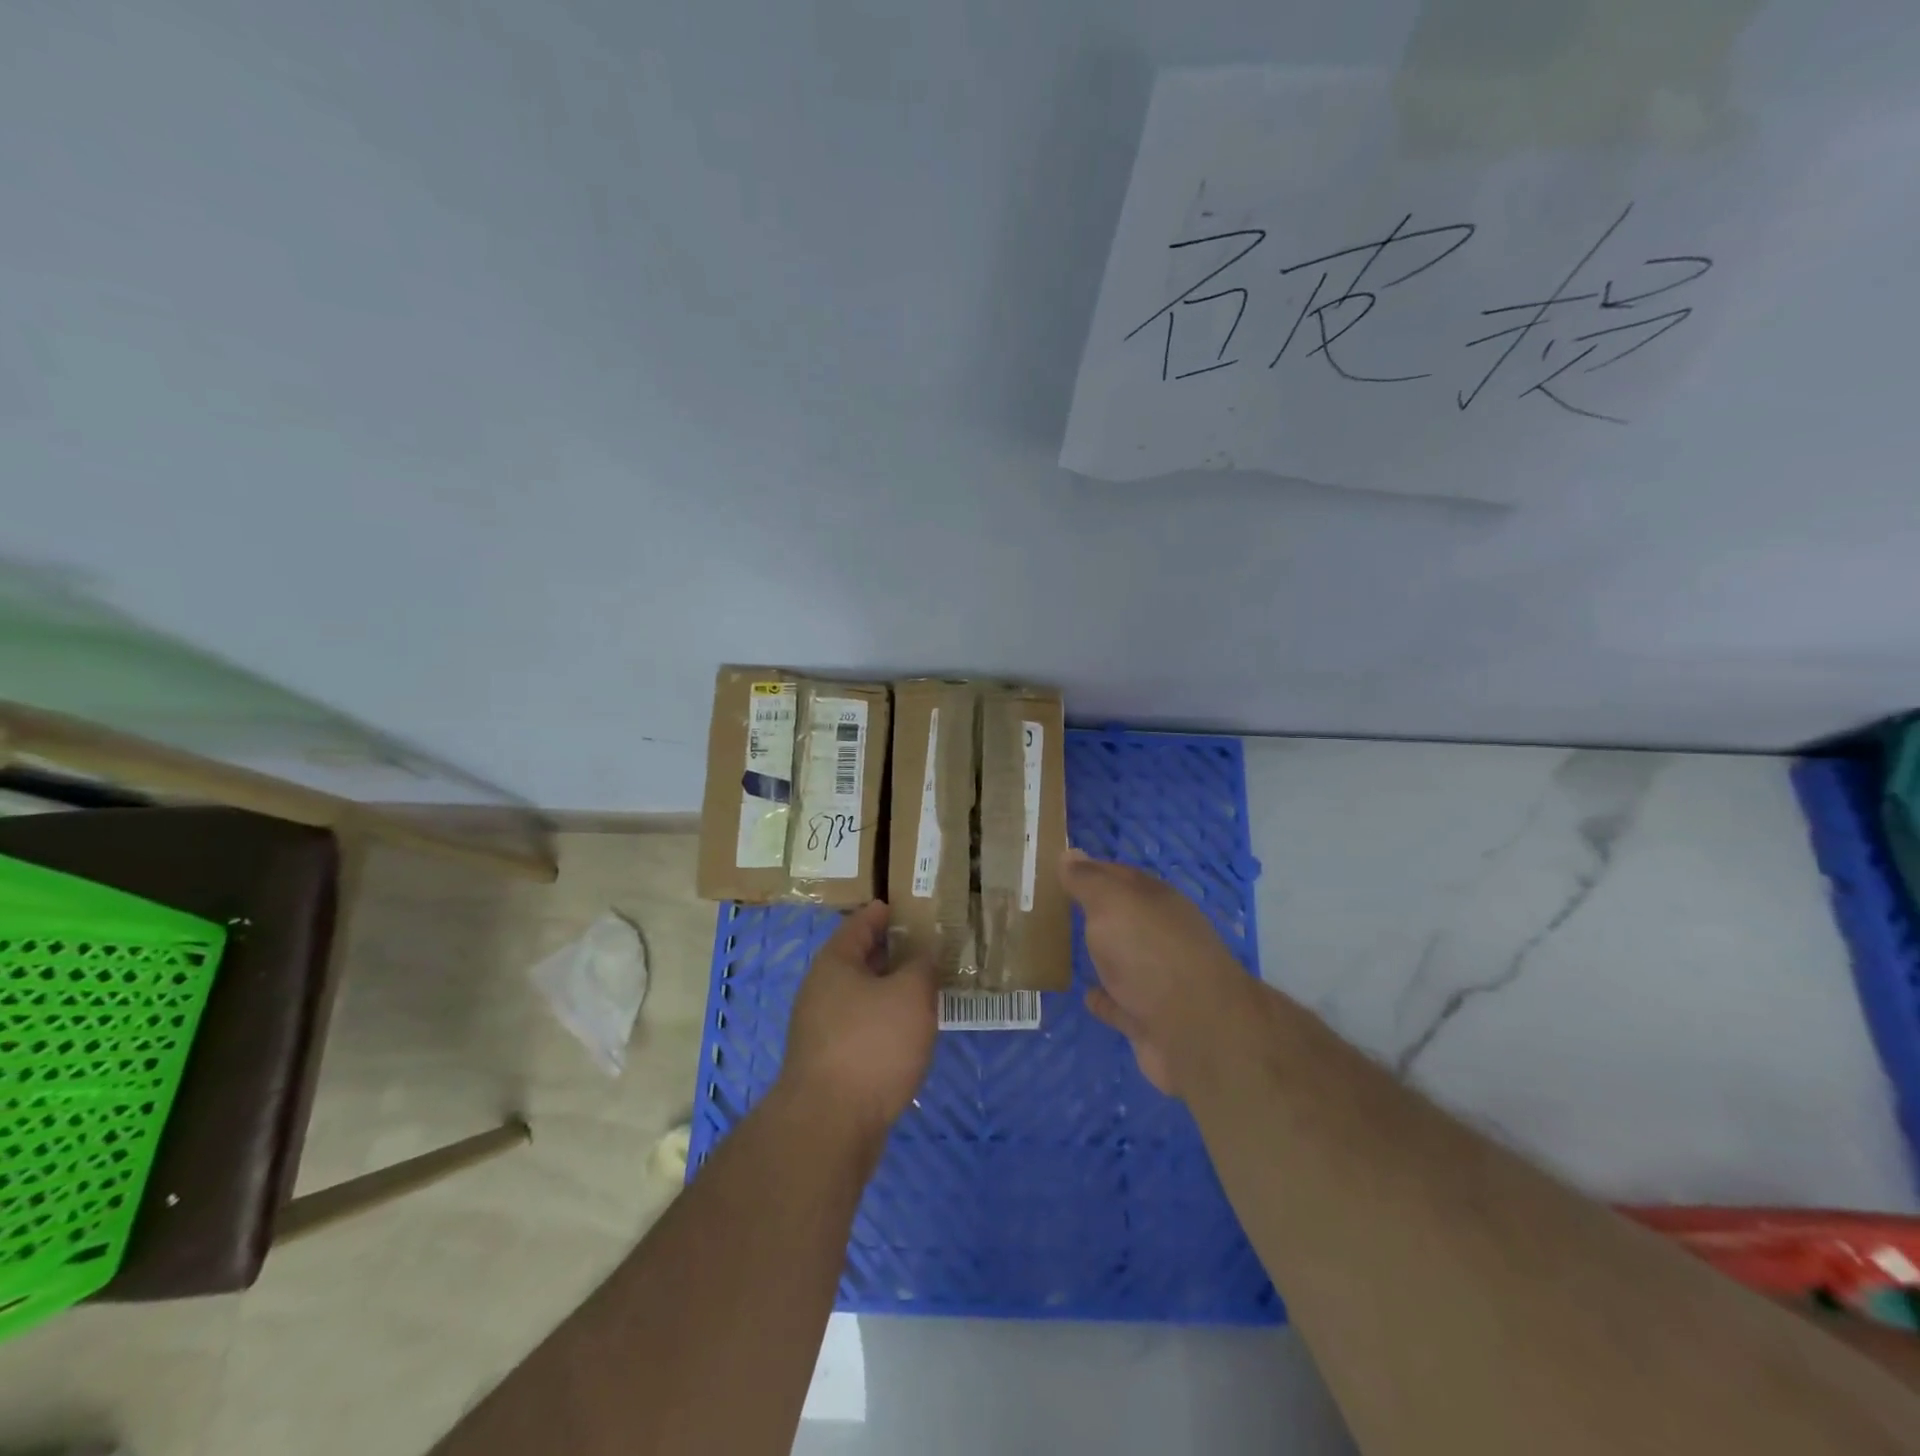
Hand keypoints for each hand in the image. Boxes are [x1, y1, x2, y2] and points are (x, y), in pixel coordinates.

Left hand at [779, 901, 936, 1139]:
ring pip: (861, 996)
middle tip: (926, 946)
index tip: (907, 905)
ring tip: (924, 988)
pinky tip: (907, 1033)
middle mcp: (821, 990)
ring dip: (889, 990)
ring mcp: (820, 1029)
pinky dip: (884, 1021)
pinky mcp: (828, 1063)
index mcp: (835, 963)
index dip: (884, 912)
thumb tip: (923, 953)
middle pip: (859, 960)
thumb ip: (922, 966)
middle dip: (891, 952)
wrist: (829, 1125)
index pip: (861, 924)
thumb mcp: (910, 995)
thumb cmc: (872, 1045)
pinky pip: (861, 1027)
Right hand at [1059, 849, 1248, 1096]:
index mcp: (1157, 901)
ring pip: (1123, 959)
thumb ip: (1089, 881)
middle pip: (1124, 917)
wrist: (1196, 1033)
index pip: (1120, 875)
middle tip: (1054, 906)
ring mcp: (1159, 979)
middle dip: (1095, 911)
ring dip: (1101, 954)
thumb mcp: (1113, 903)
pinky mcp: (1150, 1020)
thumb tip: (1069, 853)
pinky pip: (1120, 1004)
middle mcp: (1162, 935)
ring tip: (1066, 948)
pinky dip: (1104, 999)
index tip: (1058, 869)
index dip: (1090, 870)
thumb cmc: (1151, 954)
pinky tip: (1085, 995)